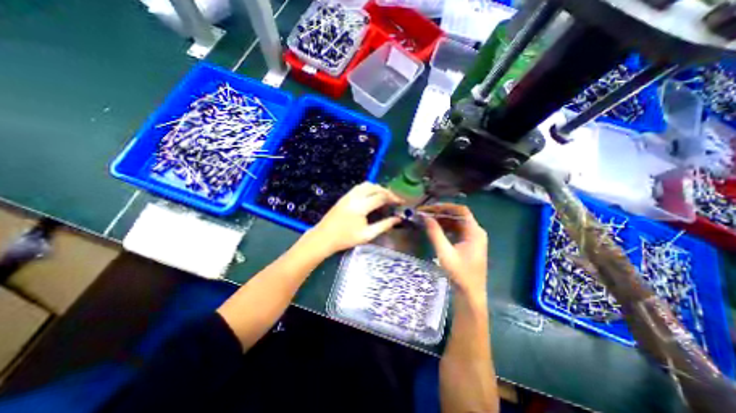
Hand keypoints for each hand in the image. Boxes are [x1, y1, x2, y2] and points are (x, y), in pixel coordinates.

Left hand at [308, 182, 404, 256]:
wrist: (324, 237)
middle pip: (374, 187)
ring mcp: (348, 195)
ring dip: (377, 188)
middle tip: (394, 199)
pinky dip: (369, 188)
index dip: (393, 198)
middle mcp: (355, 197)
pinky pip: (359, 187)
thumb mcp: (367, 235)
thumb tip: (397, 219)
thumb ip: (383, 225)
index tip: (401, 202)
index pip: (381, 197)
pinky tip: (371, 196)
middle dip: (386, 191)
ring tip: (384, 196)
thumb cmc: (345, 239)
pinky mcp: (344, 197)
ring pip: (366, 184)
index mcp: (361, 207)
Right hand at [419, 204, 486, 292]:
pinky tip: (436, 229)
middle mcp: (476, 231)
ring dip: (443, 220)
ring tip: (428, 220)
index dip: (445, 206)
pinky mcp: (469, 244)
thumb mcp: (444, 252)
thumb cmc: (459, 273)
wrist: (470, 293)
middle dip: (441, 213)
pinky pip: (457, 230)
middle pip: (458, 215)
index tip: (430, 208)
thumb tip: (425, 217)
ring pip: (457, 222)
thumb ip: (435, 233)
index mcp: (474, 232)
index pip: (461, 210)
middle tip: (425, 213)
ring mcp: (473, 238)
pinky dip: (446, 227)